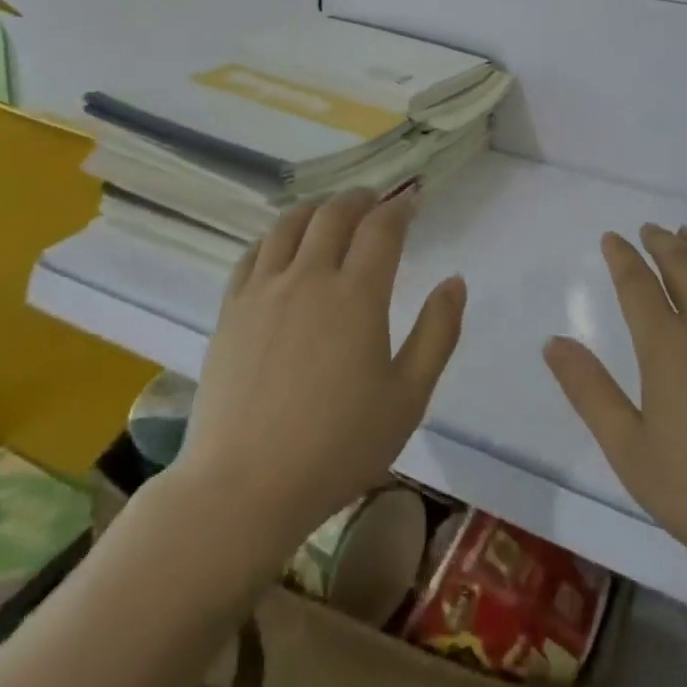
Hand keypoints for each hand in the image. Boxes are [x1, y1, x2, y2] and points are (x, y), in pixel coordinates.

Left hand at [173, 187, 465, 552]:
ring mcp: (264, 289)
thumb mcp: (408, 397)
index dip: (399, 207)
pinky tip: (282, 245)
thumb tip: (454, 281)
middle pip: (334, 214)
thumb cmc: (338, 446)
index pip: (381, 228)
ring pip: (290, 224)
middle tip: (374, 200)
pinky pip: (254, 253)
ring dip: (316, 208)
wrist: (245, 487)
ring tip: (329, 211)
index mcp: (357, 295)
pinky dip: (275, 235)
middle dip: (359, 199)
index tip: (411, 201)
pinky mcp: (231, 308)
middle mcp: (309, 277)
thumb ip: (437, 333)